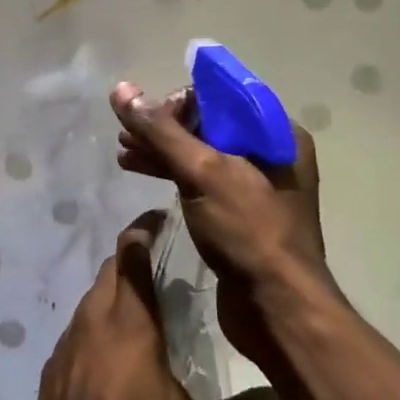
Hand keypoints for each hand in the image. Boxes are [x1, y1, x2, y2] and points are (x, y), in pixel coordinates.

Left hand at [27, 213, 280, 399]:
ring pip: (94, 294)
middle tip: (167, 263)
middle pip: (111, 266)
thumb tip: (277, 396)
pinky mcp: (55, 361)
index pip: (131, 251)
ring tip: (148, 306)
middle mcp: (95, 317)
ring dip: (118, 288)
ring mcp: (69, 338)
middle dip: (135, 254)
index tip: (165, 220)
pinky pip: (80, 324)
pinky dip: (100, 320)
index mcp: (130, 321)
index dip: (145, 228)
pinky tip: (117, 350)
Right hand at [109, 83, 343, 358]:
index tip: (146, 117)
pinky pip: (201, 180)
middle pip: (208, 123)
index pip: (221, 96)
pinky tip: (141, 171)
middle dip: (163, 127)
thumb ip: (161, 131)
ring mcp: (256, 185)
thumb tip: (121, 90)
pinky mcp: (240, 214)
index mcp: (276, 133)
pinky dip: (171, 173)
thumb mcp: (203, 173)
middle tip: (125, 134)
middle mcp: (270, 153)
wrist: (277, 309)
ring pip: (201, 153)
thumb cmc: (247, 231)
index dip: (179, 100)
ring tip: (123, 152)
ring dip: (161, 150)